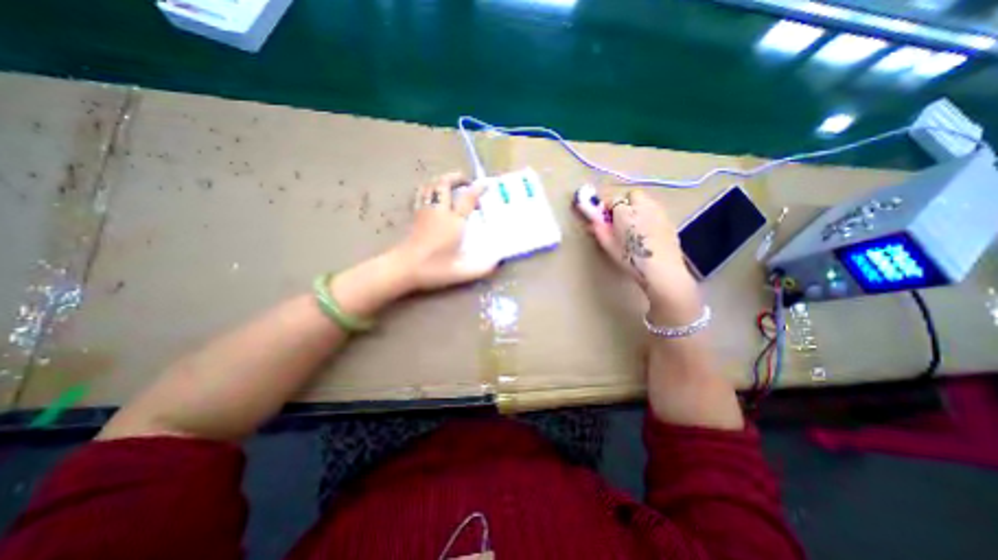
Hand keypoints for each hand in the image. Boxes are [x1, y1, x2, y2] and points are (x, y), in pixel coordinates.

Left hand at [390, 170, 498, 292]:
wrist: (403, 269)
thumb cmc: (433, 269)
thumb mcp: (462, 272)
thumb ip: (482, 267)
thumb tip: (498, 262)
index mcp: (453, 222)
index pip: (467, 198)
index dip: (478, 189)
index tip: (487, 185)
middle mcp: (438, 211)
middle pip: (444, 183)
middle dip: (456, 177)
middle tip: (466, 182)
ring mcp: (424, 212)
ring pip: (430, 186)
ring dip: (441, 181)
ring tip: (451, 186)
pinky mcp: (414, 217)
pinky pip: (421, 195)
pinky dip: (429, 190)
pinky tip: (433, 197)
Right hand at [583, 190, 695, 325]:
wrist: (661, 270)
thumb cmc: (631, 258)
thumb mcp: (608, 245)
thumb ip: (598, 228)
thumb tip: (591, 219)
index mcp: (625, 211)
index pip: (612, 199)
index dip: (607, 207)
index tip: (604, 218)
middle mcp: (644, 205)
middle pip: (632, 195)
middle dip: (625, 203)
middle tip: (619, 220)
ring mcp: (659, 211)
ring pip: (646, 201)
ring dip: (638, 208)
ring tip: (634, 226)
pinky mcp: (669, 220)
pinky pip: (655, 211)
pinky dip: (649, 216)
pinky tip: (647, 232)